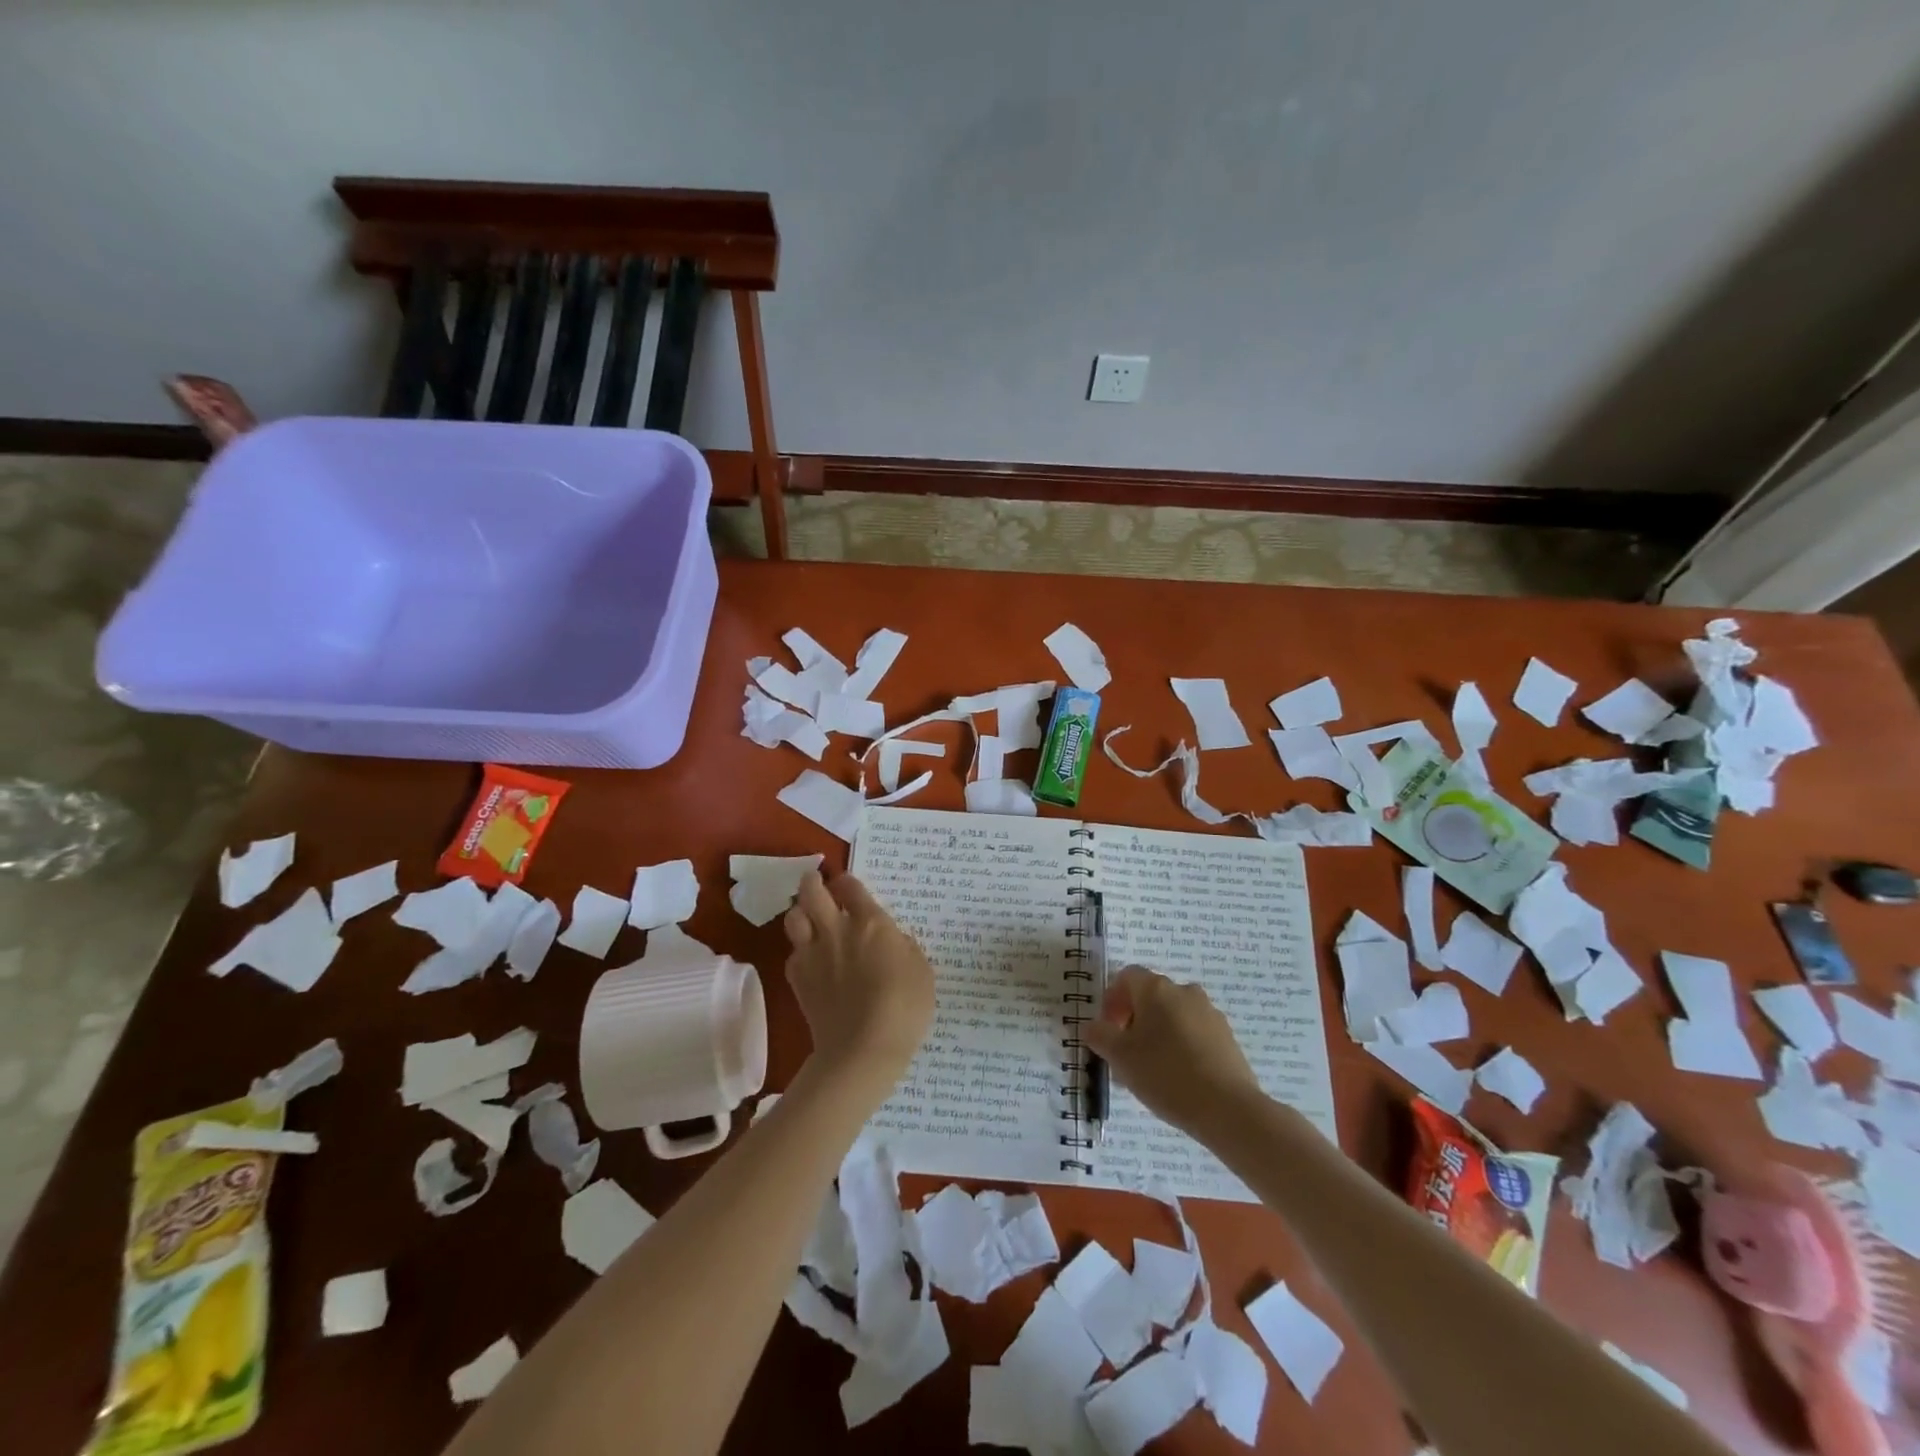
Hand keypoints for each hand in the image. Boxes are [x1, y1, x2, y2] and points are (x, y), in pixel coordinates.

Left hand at [784, 870, 934, 1102]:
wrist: (863, 1049)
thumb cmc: (904, 1007)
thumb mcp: (921, 971)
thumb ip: (904, 947)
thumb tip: (892, 940)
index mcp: (871, 922)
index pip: (851, 887)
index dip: (847, 882)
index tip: (848, 886)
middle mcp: (837, 929)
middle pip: (812, 892)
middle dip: (812, 882)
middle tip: (816, 883)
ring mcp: (812, 953)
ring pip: (793, 917)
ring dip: (800, 912)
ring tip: (808, 918)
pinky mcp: (797, 979)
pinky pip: (792, 953)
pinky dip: (799, 951)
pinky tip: (810, 961)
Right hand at [1084, 966, 1264, 1137]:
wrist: (1227, 1108)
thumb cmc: (1165, 1074)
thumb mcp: (1119, 1057)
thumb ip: (1099, 1036)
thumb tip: (1092, 1026)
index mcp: (1156, 989)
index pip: (1126, 977)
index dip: (1112, 999)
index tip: (1108, 1029)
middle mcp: (1184, 991)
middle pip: (1150, 996)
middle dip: (1133, 1020)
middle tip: (1125, 1054)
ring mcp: (1210, 1013)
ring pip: (1173, 1016)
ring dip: (1157, 1034)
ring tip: (1150, 1071)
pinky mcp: (1227, 1037)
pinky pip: (1194, 1033)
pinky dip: (1180, 1046)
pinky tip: (1177, 1078)